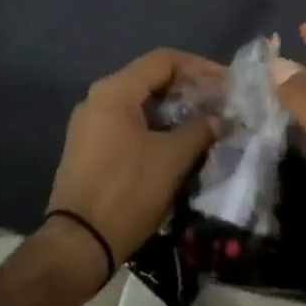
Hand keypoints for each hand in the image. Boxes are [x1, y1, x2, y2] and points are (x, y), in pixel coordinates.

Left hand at [45, 48, 222, 264]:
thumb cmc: (127, 192)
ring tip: (205, 122)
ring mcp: (89, 124)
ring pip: (140, 103)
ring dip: (174, 109)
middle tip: (220, 103)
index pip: (164, 60)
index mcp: (115, 91)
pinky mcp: (88, 148)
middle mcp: (97, 98)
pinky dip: (155, 126)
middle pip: (150, 79)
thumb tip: (220, 117)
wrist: (78, 245)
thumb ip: (200, 129)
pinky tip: (177, 142)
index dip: (200, 67)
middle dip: (188, 88)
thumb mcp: (172, 158)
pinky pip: (127, 123)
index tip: (227, 83)